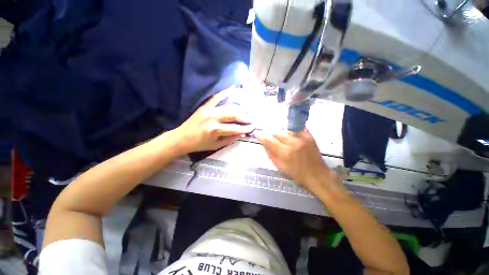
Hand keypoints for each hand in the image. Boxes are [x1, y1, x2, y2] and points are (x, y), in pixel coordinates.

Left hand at [174, 88, 254, 153]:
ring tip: (246, 110)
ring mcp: (208, 110)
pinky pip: (216, 97)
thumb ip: (230, 139)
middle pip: (233, 115)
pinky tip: (233, 89)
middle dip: (244, 117)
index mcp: (215, 130)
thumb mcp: (216, 145)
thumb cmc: (200, 144)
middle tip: (251, 119)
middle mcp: (213, 118)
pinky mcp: (205, 106)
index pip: (235, 128)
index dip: (245, 128)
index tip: (252, 127)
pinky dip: (224, 92)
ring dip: (239, 108)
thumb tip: (242, 134)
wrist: (182, 138)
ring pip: (228, 107)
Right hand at [254, 129, 331, 191]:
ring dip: (283, 134)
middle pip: (277, 132)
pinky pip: (297, 129)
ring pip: (286, 130)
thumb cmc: (297, 174)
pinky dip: (292, 132)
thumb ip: (271, 154)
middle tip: (274, 140)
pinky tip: (293, 138)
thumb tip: (264, 144)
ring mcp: (302, 138)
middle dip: (273, 136)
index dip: (261, 136)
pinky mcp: (309, 136)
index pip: (269, 140)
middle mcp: (293, 143)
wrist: (317, 174)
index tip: (257, 133)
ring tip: (285, 141)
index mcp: (285, 153)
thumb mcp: (280, 167)